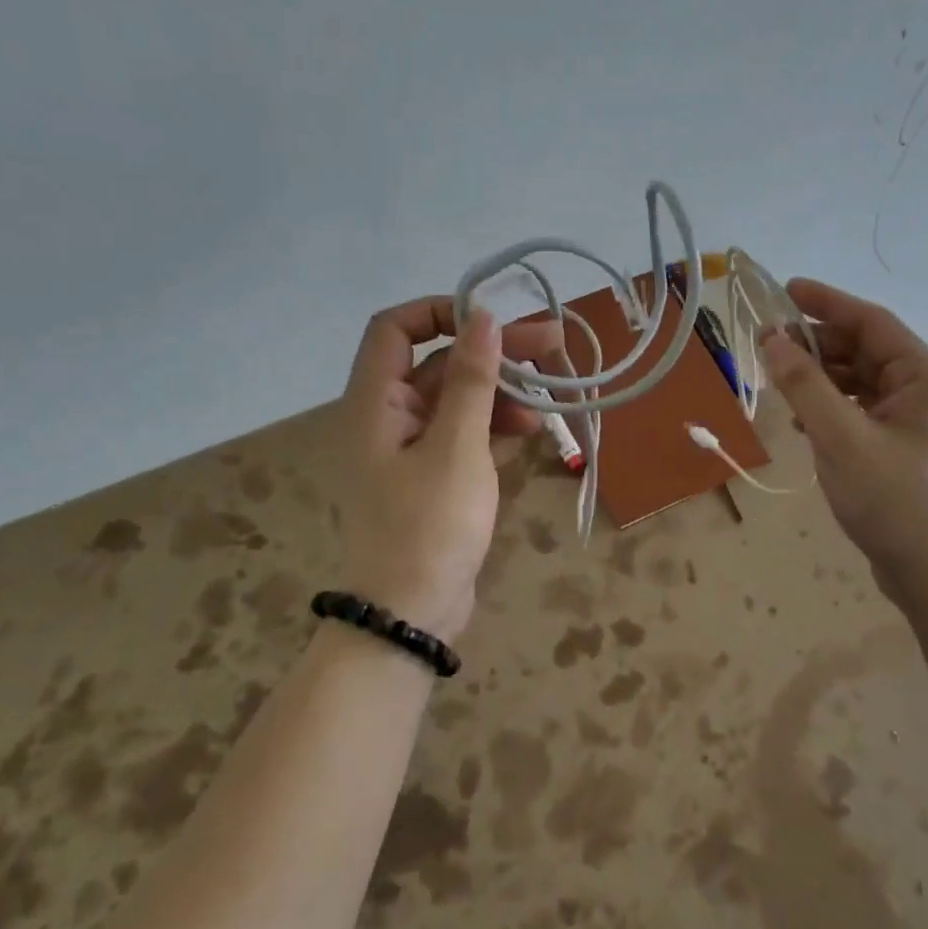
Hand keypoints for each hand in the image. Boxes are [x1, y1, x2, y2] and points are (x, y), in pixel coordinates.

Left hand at [337, 298, 559, 641]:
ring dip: (500, 393)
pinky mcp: (432, 478)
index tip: (495, 321)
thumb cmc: (429, 526)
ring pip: (456, 400)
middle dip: (493, 353)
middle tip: (553, 346)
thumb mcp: (457, 447)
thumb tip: (483, 317)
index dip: (443, 313)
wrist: (411, 615)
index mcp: (374, 403)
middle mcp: (385, 418)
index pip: (395, 328)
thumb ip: (472, 381)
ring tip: (549, 401)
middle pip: (438, 364)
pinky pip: (462, 435)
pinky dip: (494, 427)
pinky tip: (531, 431)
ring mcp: (409, 450)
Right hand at [759, 278, 927, 599]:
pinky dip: (831, 409)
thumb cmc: (893, 499)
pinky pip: (862, 413)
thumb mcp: (841, 438)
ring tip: (780, 383)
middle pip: (866, 352)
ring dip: (821, 379)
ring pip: (861, 384)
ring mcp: (915, 425)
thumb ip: (805, 386)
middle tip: (770, 345)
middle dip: (818, 345)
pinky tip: (803, 421)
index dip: (827, 303)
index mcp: (925, 379)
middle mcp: (925, 394)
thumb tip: (772, 339)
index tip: (785, 290)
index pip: (872, 323)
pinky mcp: (901, 452)